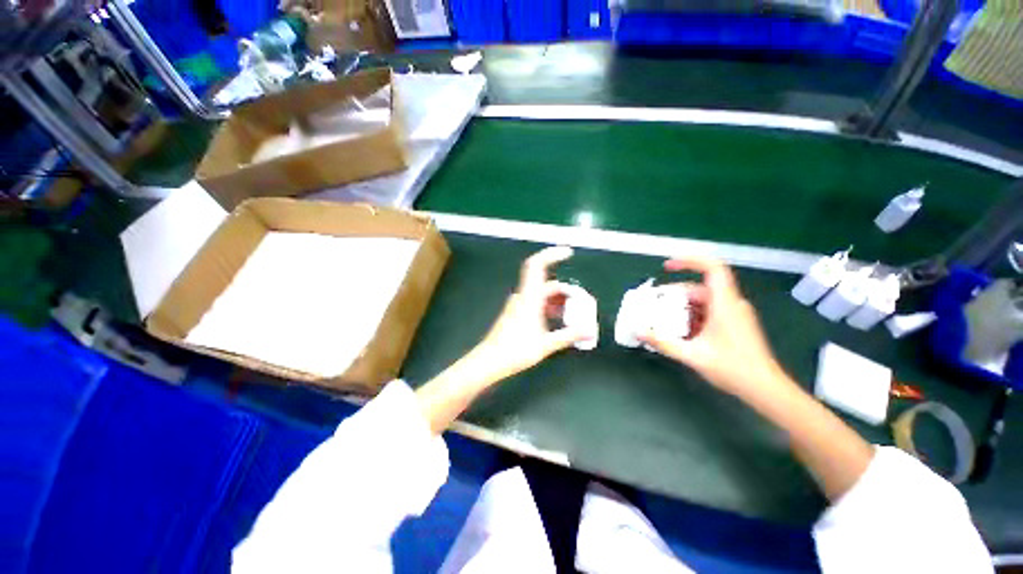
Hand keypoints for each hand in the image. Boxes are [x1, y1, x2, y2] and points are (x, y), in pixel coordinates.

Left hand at [471, 246, 592, 380]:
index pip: (537, 265)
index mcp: (529, 297)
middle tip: (580, 301)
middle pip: (546, 283)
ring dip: (557, 299)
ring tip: (572, 312)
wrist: (490, 360)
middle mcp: (523, 296)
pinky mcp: (516, 312)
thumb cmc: (516, 350)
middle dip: (565, 289)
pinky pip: (536, 301)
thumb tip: (589, 331)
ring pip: (541, 293)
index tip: (568, 253)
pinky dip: (548, 305)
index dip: (551, 254)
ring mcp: (518, 304)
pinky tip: (557, 318)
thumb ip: (569, 336)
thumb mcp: (546, 344)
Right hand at [639, 256, 790, 400]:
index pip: (713, 268)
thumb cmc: (734, 369)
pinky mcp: (734, 323)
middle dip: (675, 294)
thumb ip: (663, 343)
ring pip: (703, 300)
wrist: (765, 389)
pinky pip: (709, 311)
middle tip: (654, 304)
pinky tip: (680, 331)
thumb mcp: (693, 356)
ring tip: (663, 319)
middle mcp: (731, 304)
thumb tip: (639, 332)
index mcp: (725, 304)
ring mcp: (734, 314)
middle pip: (700, 287)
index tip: (667, 266)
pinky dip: (692, 316)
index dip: (690, 261)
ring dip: (682, 307)